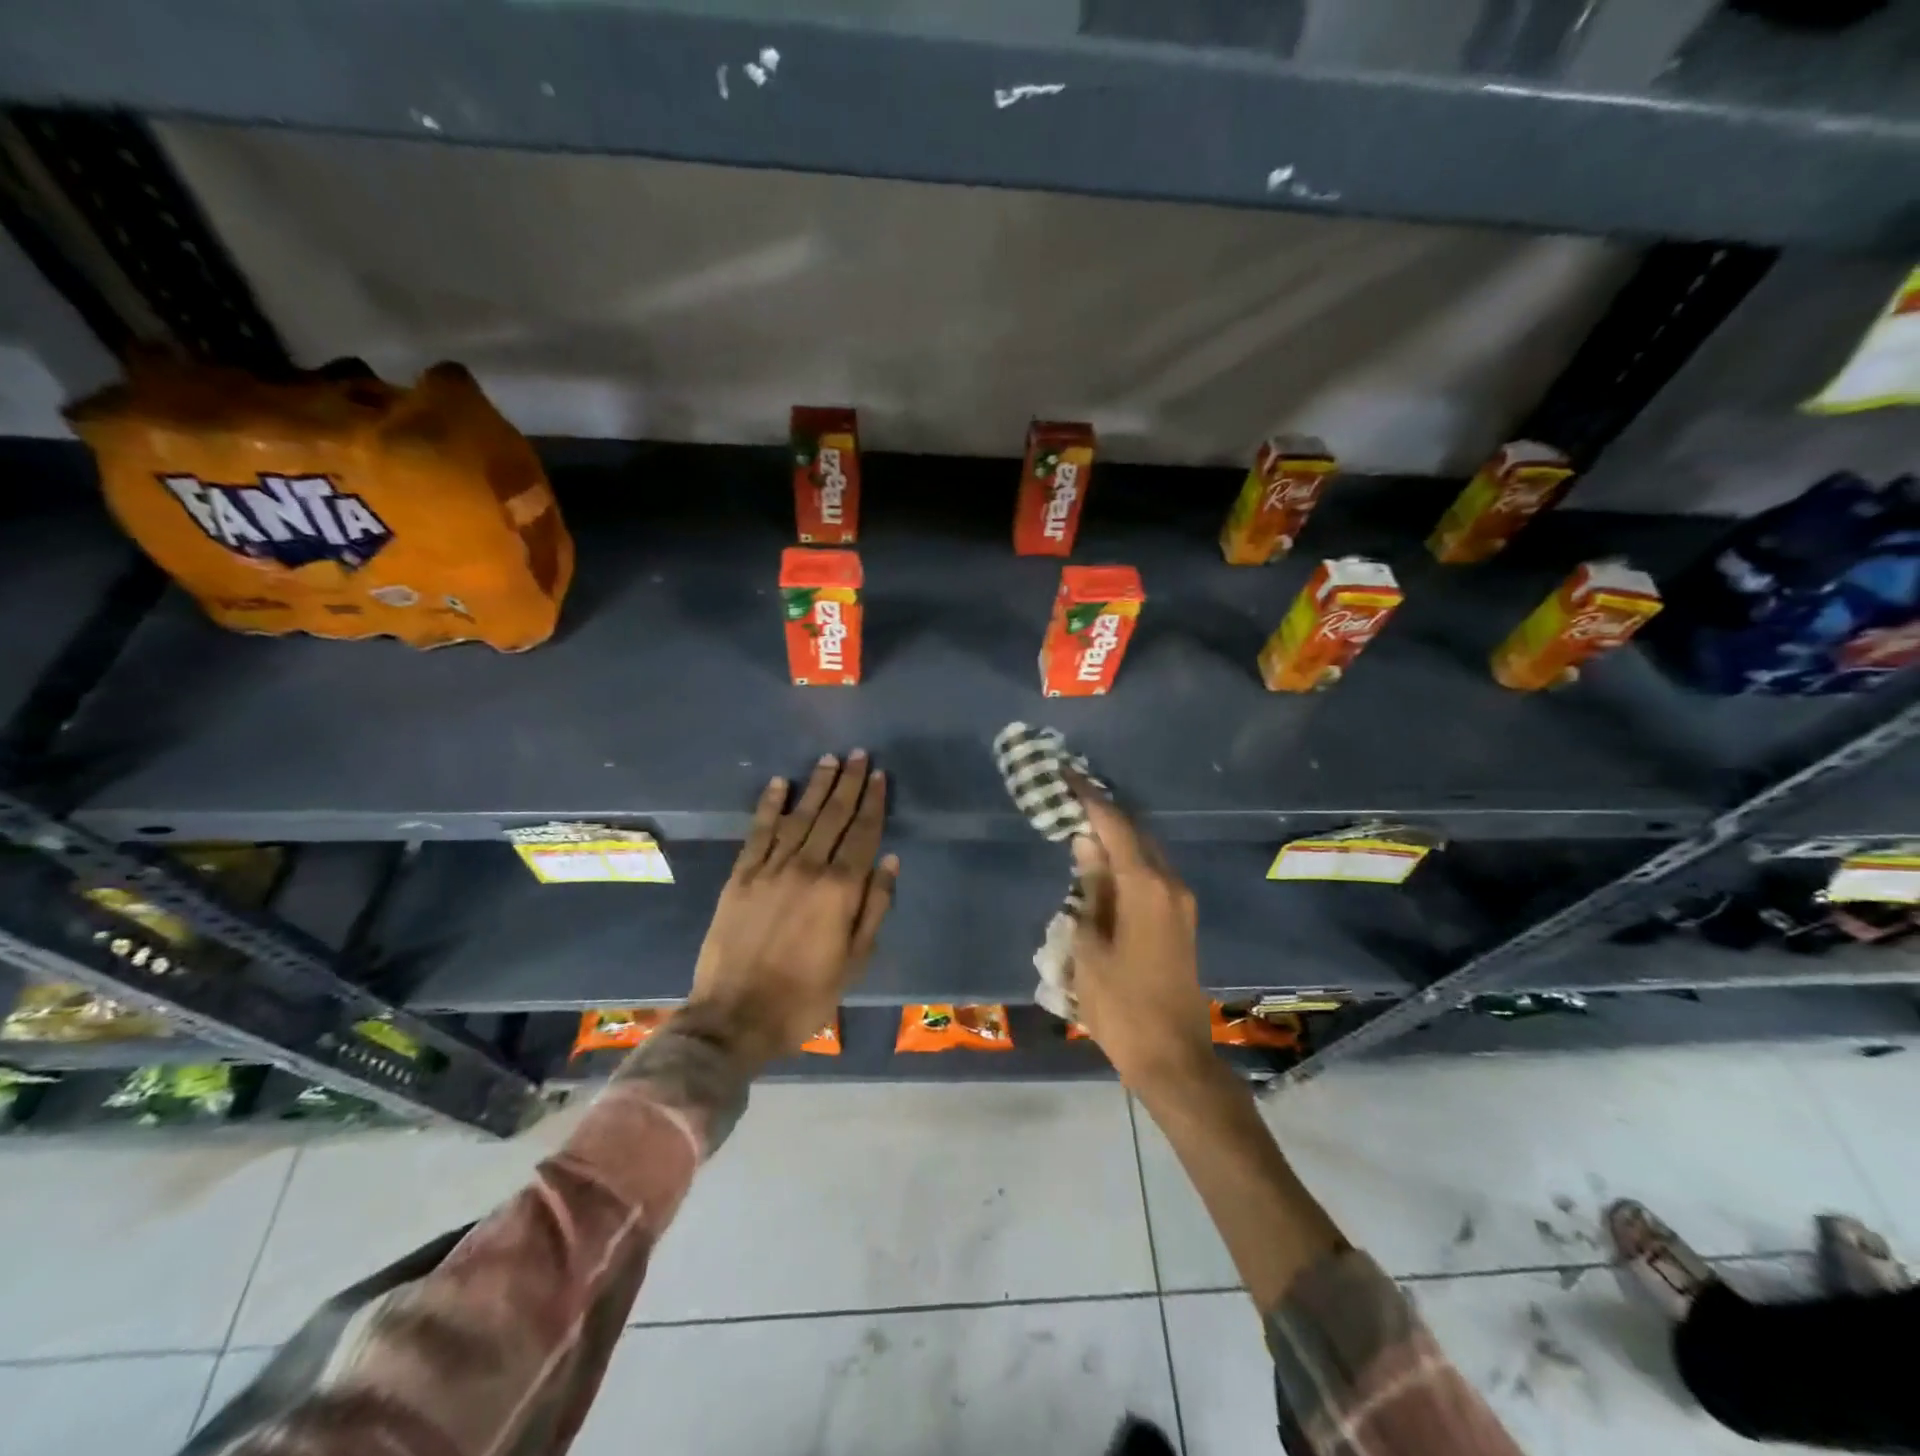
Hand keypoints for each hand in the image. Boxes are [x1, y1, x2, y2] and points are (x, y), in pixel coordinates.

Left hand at [682, 752, 897, 1068]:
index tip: (880, 776)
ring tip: (829, 759)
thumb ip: (875, 908)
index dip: (873, 803)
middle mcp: (807, 868)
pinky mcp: (741, 876)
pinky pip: (759, 832)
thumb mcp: (855, 961)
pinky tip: (780, 784)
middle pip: (833, 816)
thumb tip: (891, 862)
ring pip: (799, 817)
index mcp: (840, 890)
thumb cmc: (806, 995)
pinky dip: (770, 806)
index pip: (863, 834)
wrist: (735, 1017)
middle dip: (848, 783)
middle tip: (859, 755)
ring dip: (815, 786)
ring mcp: (770, 869)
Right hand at [1067, 780, 1212, 1092]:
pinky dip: (1126, 861)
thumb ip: (1089, 888)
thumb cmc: (1122, 1005)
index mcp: (1146, 887)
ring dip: (1115, 838)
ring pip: (1145, 854)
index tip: (1065, 774)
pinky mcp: (1180, 921)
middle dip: (1103, 813)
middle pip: (1135, 833)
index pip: (1115, 826)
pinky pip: (1151, 875)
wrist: (1173, 1058)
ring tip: (1079, 826)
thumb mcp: (1089, 946)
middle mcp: (1170, 885)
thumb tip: (1085, 844)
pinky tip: (1101, 866)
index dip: (1088, 798)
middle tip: (1068, 798)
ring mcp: (1180, 903)